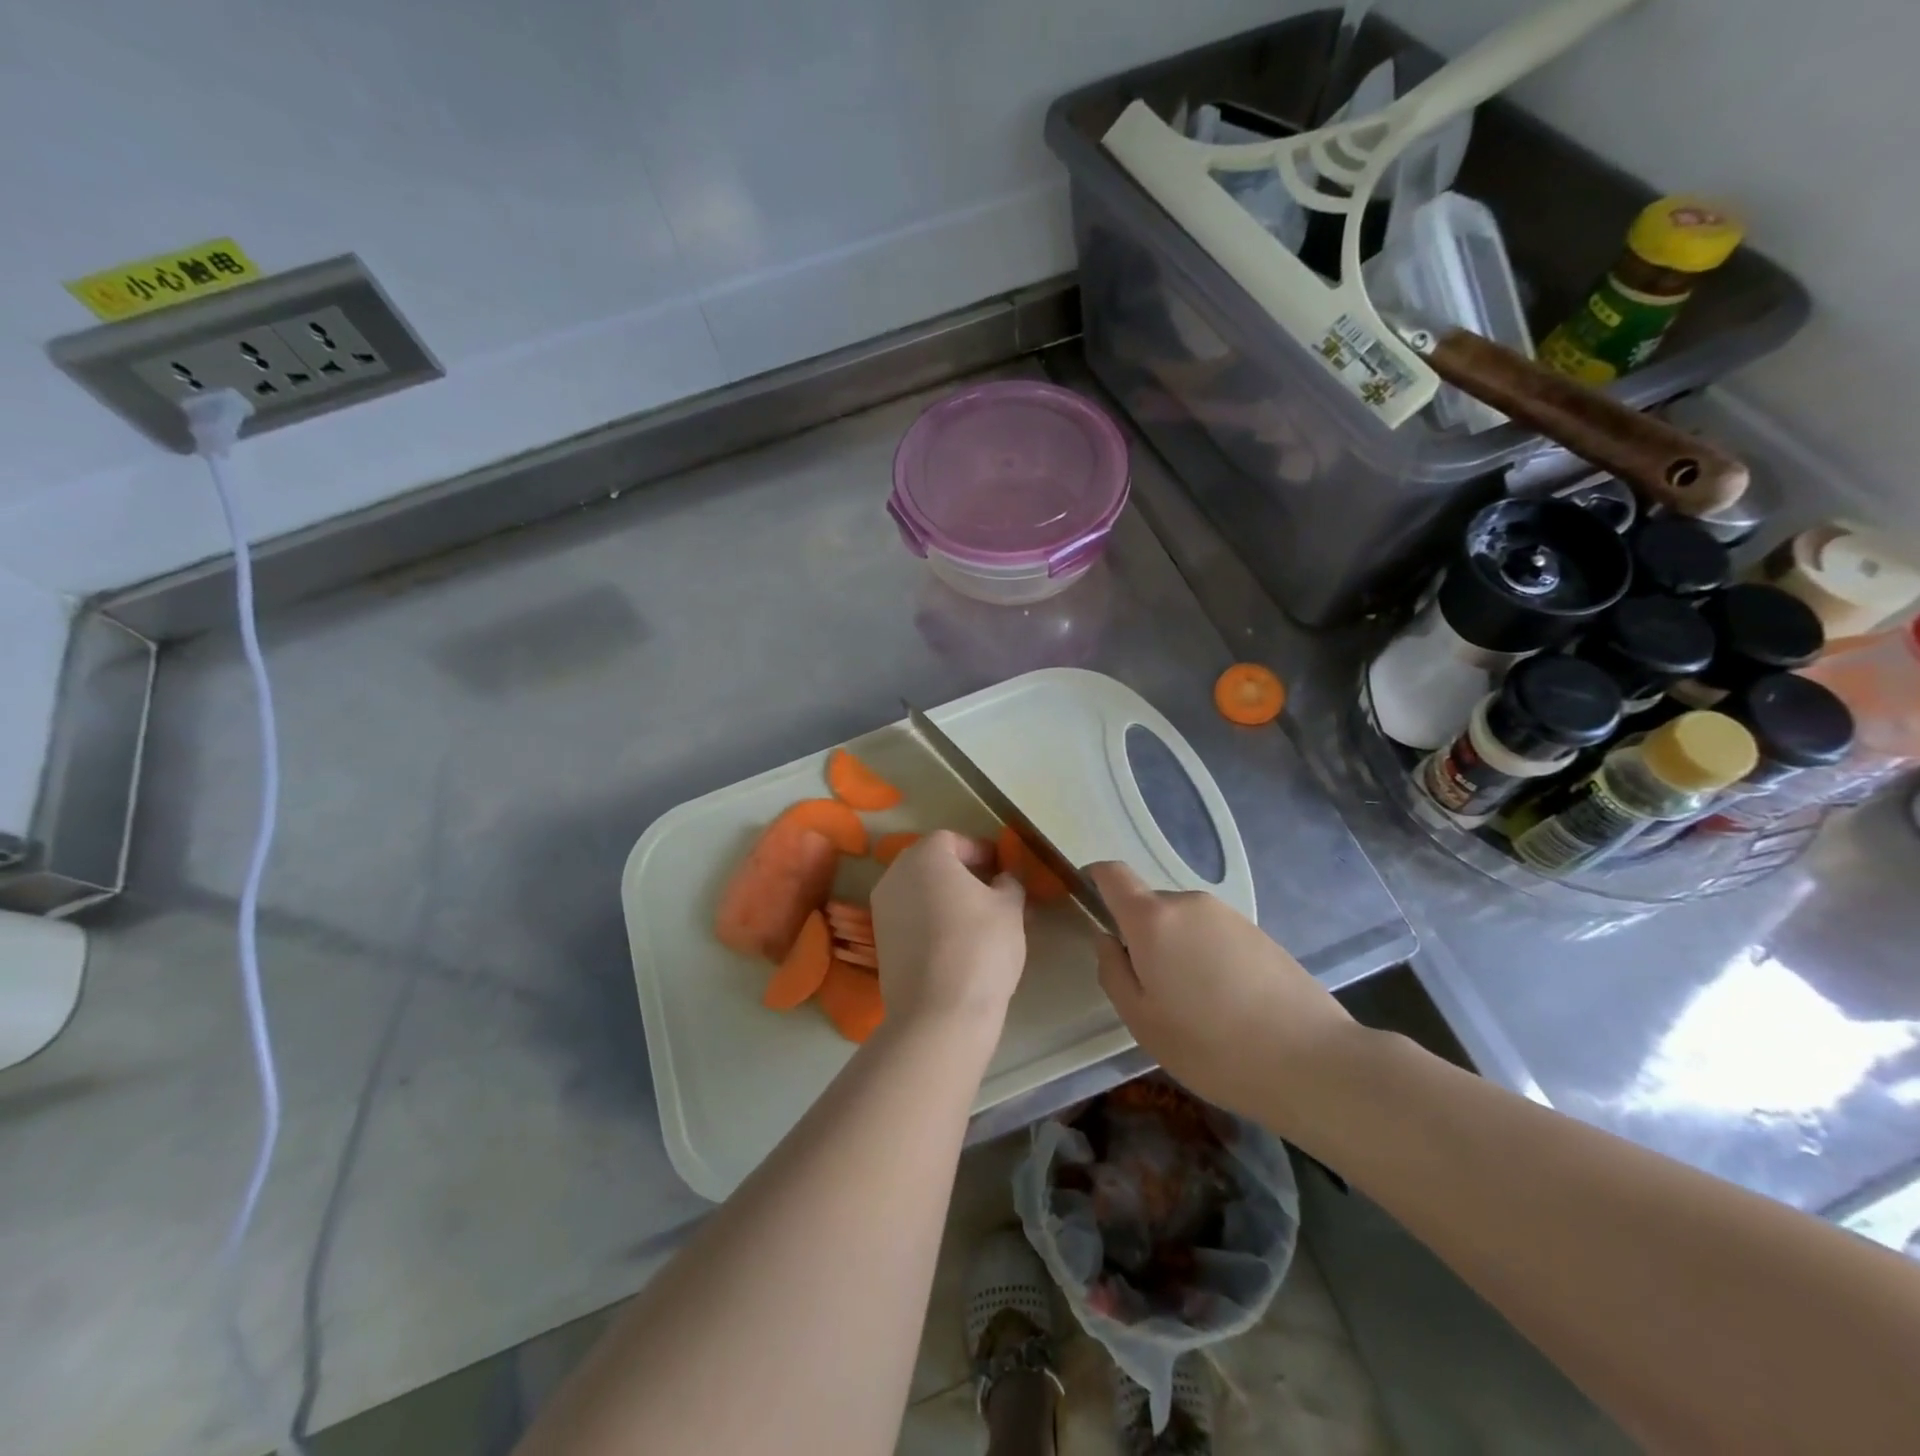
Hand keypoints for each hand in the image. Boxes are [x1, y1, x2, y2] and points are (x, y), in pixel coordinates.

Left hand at [871, 831, 1026, 1033]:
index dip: (979, 850)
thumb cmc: (979, 946)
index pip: (952, 839)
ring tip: (977, 919)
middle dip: (961, 872)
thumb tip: (1003, 879)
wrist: (939, 1012)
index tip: (1002, 867)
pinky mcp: (881, 942)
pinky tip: (955, 942)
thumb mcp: (1009, 908)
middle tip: (991, 890)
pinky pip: (910, 918)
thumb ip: (1008, 883)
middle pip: (931, 863)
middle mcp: (895, 875)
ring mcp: (882, 910)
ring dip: (945, 897)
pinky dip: (931, 920)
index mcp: (925, 856)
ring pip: (919, 891)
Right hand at [1088, 861, 1357, 1127]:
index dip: (1094, 879)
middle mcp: (1189, 903)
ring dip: (1175, 949)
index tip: (1088, 905)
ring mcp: (1229, 916)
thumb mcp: (1142, 1020)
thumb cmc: (1210, 1045)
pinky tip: (1226, 1004)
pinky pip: (1214, 935)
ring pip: (1183, 922)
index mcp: (1153, 919)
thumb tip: (1107, 938)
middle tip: (1149, 989)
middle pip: (1149, 905)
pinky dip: (1206, 957)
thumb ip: (1113, 971)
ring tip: (1193, 1005)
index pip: (1112, 874)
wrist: (1312, 1061)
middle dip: (1139, 935)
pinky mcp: (1259, 934)